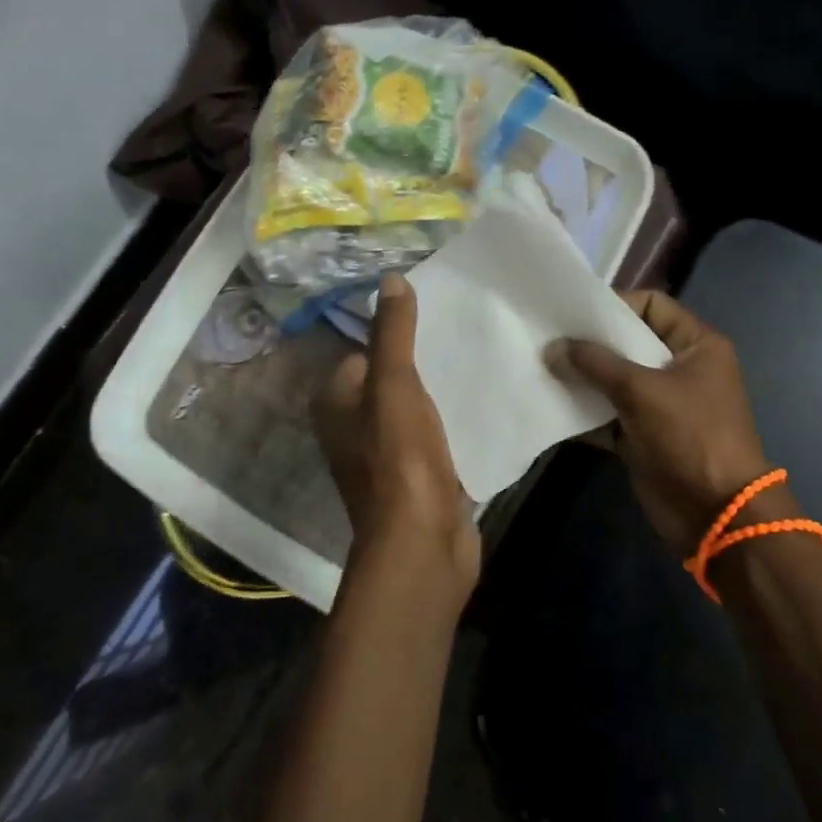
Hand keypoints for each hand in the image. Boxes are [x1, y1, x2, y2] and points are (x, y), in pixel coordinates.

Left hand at [314, 273, 479, 605]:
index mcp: (337, 404)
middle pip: (391, 378)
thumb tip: (391, 279)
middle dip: (423, 359)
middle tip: (462, 333)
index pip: (363, 352)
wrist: (423, 542)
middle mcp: (355, 428)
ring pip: (416, 406)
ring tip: (478, 358)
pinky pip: (435, 433)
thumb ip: (393, 332)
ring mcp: (388, 455)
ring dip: (441, 389)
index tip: (433, 315)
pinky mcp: (419, 475)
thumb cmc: (399, 458)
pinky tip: (484, 401)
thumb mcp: (394, 384)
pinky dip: (454, 419)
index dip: (395, 333)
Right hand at [551, 291, 784, 557]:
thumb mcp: (642, 391)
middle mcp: (680, 368)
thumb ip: (596, 364)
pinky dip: (585, 411)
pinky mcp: (644, 435)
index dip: (616, 303)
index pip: (653, 305)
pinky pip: (609, 414)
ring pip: (616, 379)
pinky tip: (550, 405)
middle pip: (630, 342)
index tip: (573, 310)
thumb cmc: (690, 436)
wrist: (716, 514)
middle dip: (590, 342)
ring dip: (583, 377)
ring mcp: (662, 403)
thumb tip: (553, 347)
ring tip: (542, 366)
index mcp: (696, 345)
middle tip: (547, 336)